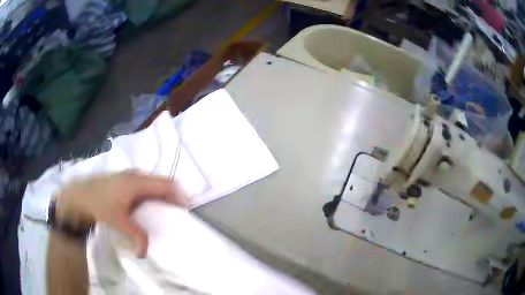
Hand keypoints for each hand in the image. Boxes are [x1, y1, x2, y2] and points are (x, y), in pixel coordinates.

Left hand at [54, 171, 188, 256]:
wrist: (80, 194)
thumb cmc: (99, 204)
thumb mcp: (117, 221)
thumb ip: (135, 236)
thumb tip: (146, 254)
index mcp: (138, 182)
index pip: (167, 184)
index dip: (180, 195)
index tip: (188, 210)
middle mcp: (136, 176)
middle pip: (162, 183)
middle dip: (174, 196)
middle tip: (179, 213)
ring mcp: (130, 177)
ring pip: (153, 184)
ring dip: (163, 196)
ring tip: (167, 211)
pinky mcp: (125, 181)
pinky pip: (145, 186)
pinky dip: (153, 195)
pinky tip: (149, 207)